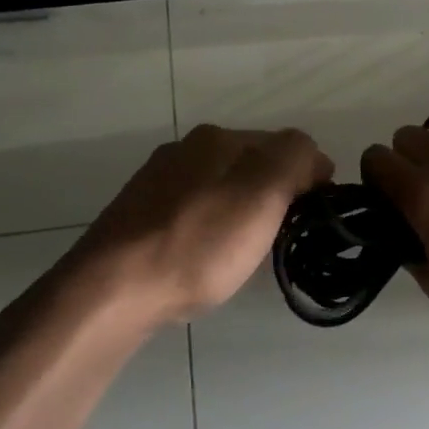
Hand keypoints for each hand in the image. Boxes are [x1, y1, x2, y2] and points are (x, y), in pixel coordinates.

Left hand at [75, 124, 333, 322]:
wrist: (112, 291)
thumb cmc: (198, 244)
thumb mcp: (262, 194)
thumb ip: (295, 159)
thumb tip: (312, 158)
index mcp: (217, 137)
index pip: (285, 145)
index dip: (310, 179)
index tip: (315, 219)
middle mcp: (185, 150)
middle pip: (252, 165)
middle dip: (275, 195)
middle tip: (283, 238)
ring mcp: (157, 182)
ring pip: (222, 189)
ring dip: (243, 213)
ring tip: (246, 253)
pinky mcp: (140, 216)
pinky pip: (194, 213)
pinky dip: (212, 229)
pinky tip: (206, 257)